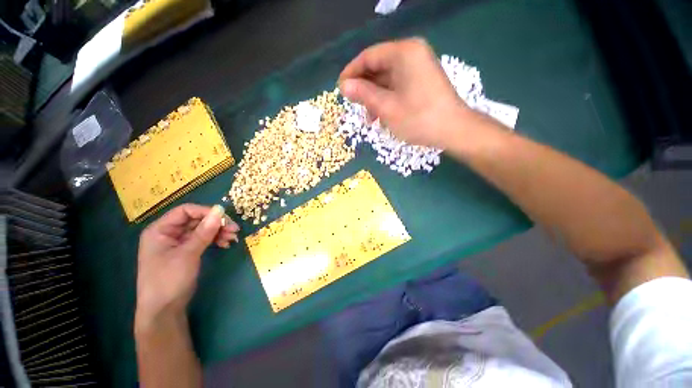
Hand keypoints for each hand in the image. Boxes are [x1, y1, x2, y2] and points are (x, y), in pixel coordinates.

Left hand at [135, 204, 238, 326]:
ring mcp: (178, 243)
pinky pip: (203, 239)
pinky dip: (215, 240)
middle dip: (216, 224)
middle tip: (235, 229)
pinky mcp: (186, 251)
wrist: (164, 310)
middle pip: (196, 220)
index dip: (206, 212)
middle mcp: (169, 233)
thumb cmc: (169, 280)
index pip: (186, 211)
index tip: (226, 218)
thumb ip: (205, 231)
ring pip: (202, 230)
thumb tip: (220, 210)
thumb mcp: (188, 254)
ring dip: (218, 232)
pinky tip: (225, 244)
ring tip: (233, 238)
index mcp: (160, 230)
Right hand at [339, 38, 469, 148]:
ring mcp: (418, 67)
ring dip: (375, 97)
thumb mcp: (386, 107)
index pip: (369, 56)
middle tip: (354, 106)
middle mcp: (412, 54)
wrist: (454, 130)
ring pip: (387, 78)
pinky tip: (382, 115)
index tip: (340, 89)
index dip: (352, 72)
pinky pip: (397, 85)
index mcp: (404, 53)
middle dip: (364, 88)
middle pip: (378, 67)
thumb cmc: (418, 118)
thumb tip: (344, 85)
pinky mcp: (422, 80)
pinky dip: (387, 99)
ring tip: (369, 118)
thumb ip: (363, 93)